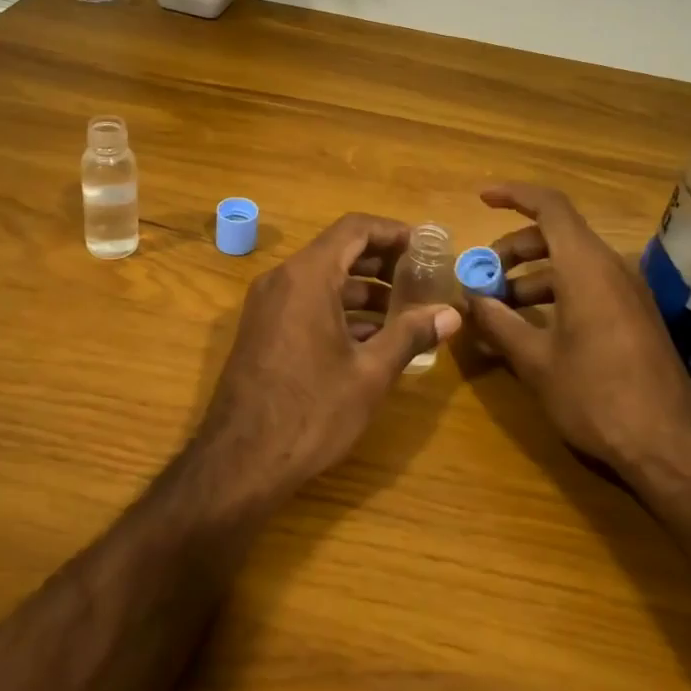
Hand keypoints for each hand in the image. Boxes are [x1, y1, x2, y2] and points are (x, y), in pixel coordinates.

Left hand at [196, 213, 461, 496]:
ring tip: (405, 313)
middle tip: (422, 279)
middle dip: (382, 262)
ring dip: (363, 290)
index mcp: (307, 277)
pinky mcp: (261, 331)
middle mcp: (282, 280)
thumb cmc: (311, 411)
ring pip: (322, 280)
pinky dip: (339, 311)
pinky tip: (370, 339)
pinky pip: (305, 304)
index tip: (426, 247)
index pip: (354, 228)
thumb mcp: (370, 374)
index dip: (393, 232)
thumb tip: (450, 314)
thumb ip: (410, 335)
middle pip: (338, 251)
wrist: (240, 462)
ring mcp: (267, 306)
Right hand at [462, 184, 690, 479]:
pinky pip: (588, 287)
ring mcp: (627, 293)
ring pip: (571, 264)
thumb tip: (469, 299)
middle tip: (482, 277)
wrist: (669, 446)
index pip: (550, 206)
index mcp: (586, 267)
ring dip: (531, 276)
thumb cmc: (596, 396)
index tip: (482, 198)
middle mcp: (611, 269)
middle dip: (513, 249)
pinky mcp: (634, 317)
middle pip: (557, 235)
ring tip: (499, 309)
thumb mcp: (536, 361)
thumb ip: (498, 323)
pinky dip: (554, 294)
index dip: (514, 195)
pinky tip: (532, 329)